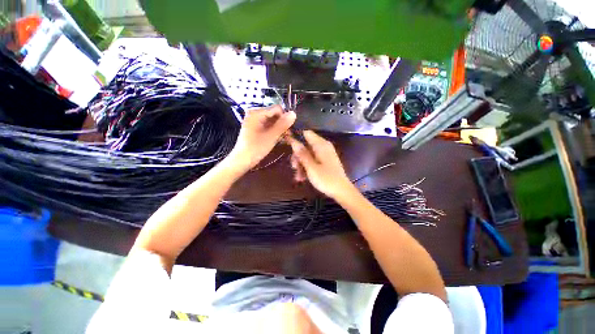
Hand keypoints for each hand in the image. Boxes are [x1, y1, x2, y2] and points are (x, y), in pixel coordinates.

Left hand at [229, 105, 295, 170]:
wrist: (242, 160)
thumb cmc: (256, 148)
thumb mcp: (271, 136)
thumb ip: (282, 124)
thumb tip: (294, 113)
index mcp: (257, 113)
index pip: (277, 109)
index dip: (285, 117)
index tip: (290, 129)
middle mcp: (254, 114)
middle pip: (274, 115)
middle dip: (282, 124)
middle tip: (288, 135)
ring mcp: (254, 121)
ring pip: (271, 121)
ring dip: (278, 129)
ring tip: (283, 138)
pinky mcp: (254, 129)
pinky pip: (267, 126)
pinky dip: (273, 131)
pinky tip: (277, 139)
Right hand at [288, 130, 355, 199]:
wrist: (342, 191)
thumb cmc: (326, 179)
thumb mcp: (311, 167)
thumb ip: (302, 154)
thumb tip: (293, 141)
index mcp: (321, 145)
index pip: (306, 133)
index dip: (296, 137)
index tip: (287, 145)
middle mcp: (323, 147)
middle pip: (306, 146)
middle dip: (298, 156)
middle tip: (293, 167)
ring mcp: (325, 155)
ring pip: (308, 155)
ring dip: (301, 164)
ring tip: (298, 177)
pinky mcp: (325, 162)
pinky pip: (313, 161)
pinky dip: (307, 168)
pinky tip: (303, 178)